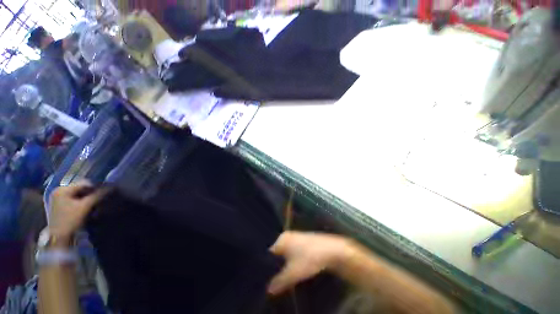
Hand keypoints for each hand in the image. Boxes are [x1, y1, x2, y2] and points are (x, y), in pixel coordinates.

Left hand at [48, 181, 109, 242]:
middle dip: (90, 193)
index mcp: (62, 189)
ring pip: (77, 194)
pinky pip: (73, 199)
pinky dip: (80, 201)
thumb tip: (111, 187)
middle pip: (79, 188)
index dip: (96, 187)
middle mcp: (58, 191)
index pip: (84, 183)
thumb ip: (98, 195)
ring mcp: (57, 198)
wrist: (58, 238)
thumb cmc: (70, 220)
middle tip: (100, 198)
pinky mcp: (58, 205)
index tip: (104, 193)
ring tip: (94, 203)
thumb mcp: (85, 207)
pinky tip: (85, 207)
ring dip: (86, 197)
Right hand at [268, 231, 352, 294]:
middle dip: (276, 266)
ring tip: (284, 275)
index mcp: (281, 239)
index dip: (268, 267)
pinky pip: (292, 250)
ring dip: (284, 264)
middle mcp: (286, 236)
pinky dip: (292, 259)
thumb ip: (279, 282)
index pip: (269, 254)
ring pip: (285, 253)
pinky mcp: (302, 240)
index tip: (267, 279)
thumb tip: (268, 290)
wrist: (330, 250)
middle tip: (275, 279)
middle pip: (277, 253)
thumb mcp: (293, 273)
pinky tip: (294, 267)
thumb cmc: (309, 259)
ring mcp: (295, 237)